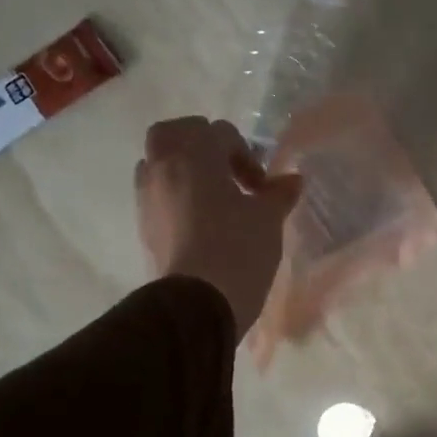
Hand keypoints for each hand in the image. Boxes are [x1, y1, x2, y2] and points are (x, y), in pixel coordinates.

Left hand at [137, 117, 301, 338]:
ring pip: (158, 162)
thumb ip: (279, 193)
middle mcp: (164, 167)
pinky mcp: (143, 224)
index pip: (221, 133)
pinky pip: (155, 192)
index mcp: (195, 155)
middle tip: (225, 166)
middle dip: (200, 142)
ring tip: (212, 194)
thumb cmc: (238, 249)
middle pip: (173, 133)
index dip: (247, 155)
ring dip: (183, 167)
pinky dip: (174, 192)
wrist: (197, 303)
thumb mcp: (268, 218)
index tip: (262, 186)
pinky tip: (199, 217)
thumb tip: (292, 180)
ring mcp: (148, 196)